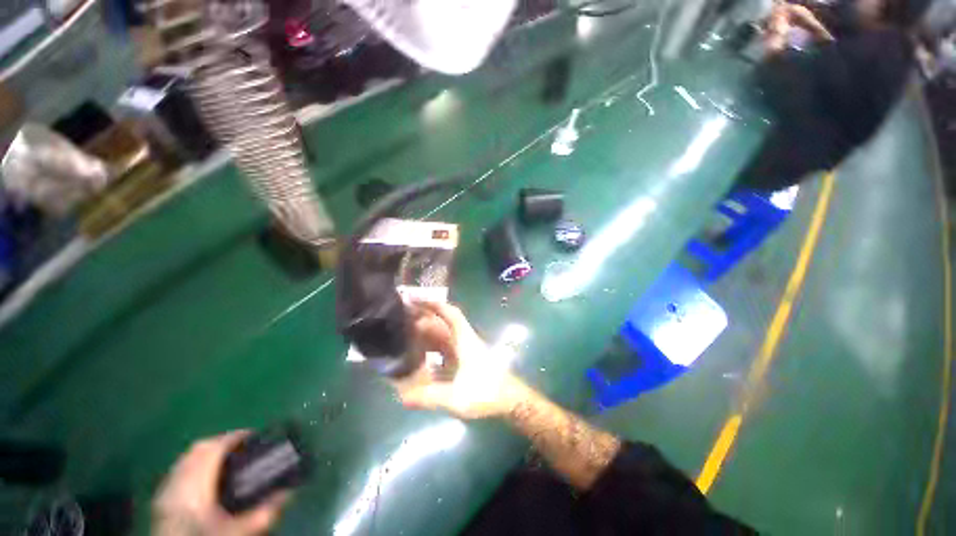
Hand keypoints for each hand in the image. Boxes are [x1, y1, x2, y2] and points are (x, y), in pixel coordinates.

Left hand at [153, 431, 287, 535]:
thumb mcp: (239, 532)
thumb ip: (264, 513)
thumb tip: (289, 492)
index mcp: (195, 486)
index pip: (214, 448)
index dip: (235, 437)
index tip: (254, 435)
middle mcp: (177, 483)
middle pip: (197, 449)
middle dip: (221, 442)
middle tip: (243, 446)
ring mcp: (166, 492)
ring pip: (185, 460)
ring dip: (206, 453)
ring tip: (226, 460)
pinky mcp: (160, 502)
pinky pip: (178, 473)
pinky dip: (193, 468)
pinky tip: (205, 481)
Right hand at [393, 301, 528, 419]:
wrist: (512, 401)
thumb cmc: (487, 392)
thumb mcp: (456, 396)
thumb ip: (429, 396)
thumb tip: (401, 396)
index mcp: (465, 340)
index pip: (451, 314)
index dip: (435, 304)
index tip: (417, 300)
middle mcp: (466, 341)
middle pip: (445, 324)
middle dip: (426, 319)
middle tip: (404, 321)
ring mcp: (468, 351)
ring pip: (446, 336)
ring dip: (429, 334)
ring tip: (409, 336)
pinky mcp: (469, 361)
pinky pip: (448, 349)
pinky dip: (434, 349)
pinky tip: (423, 358)